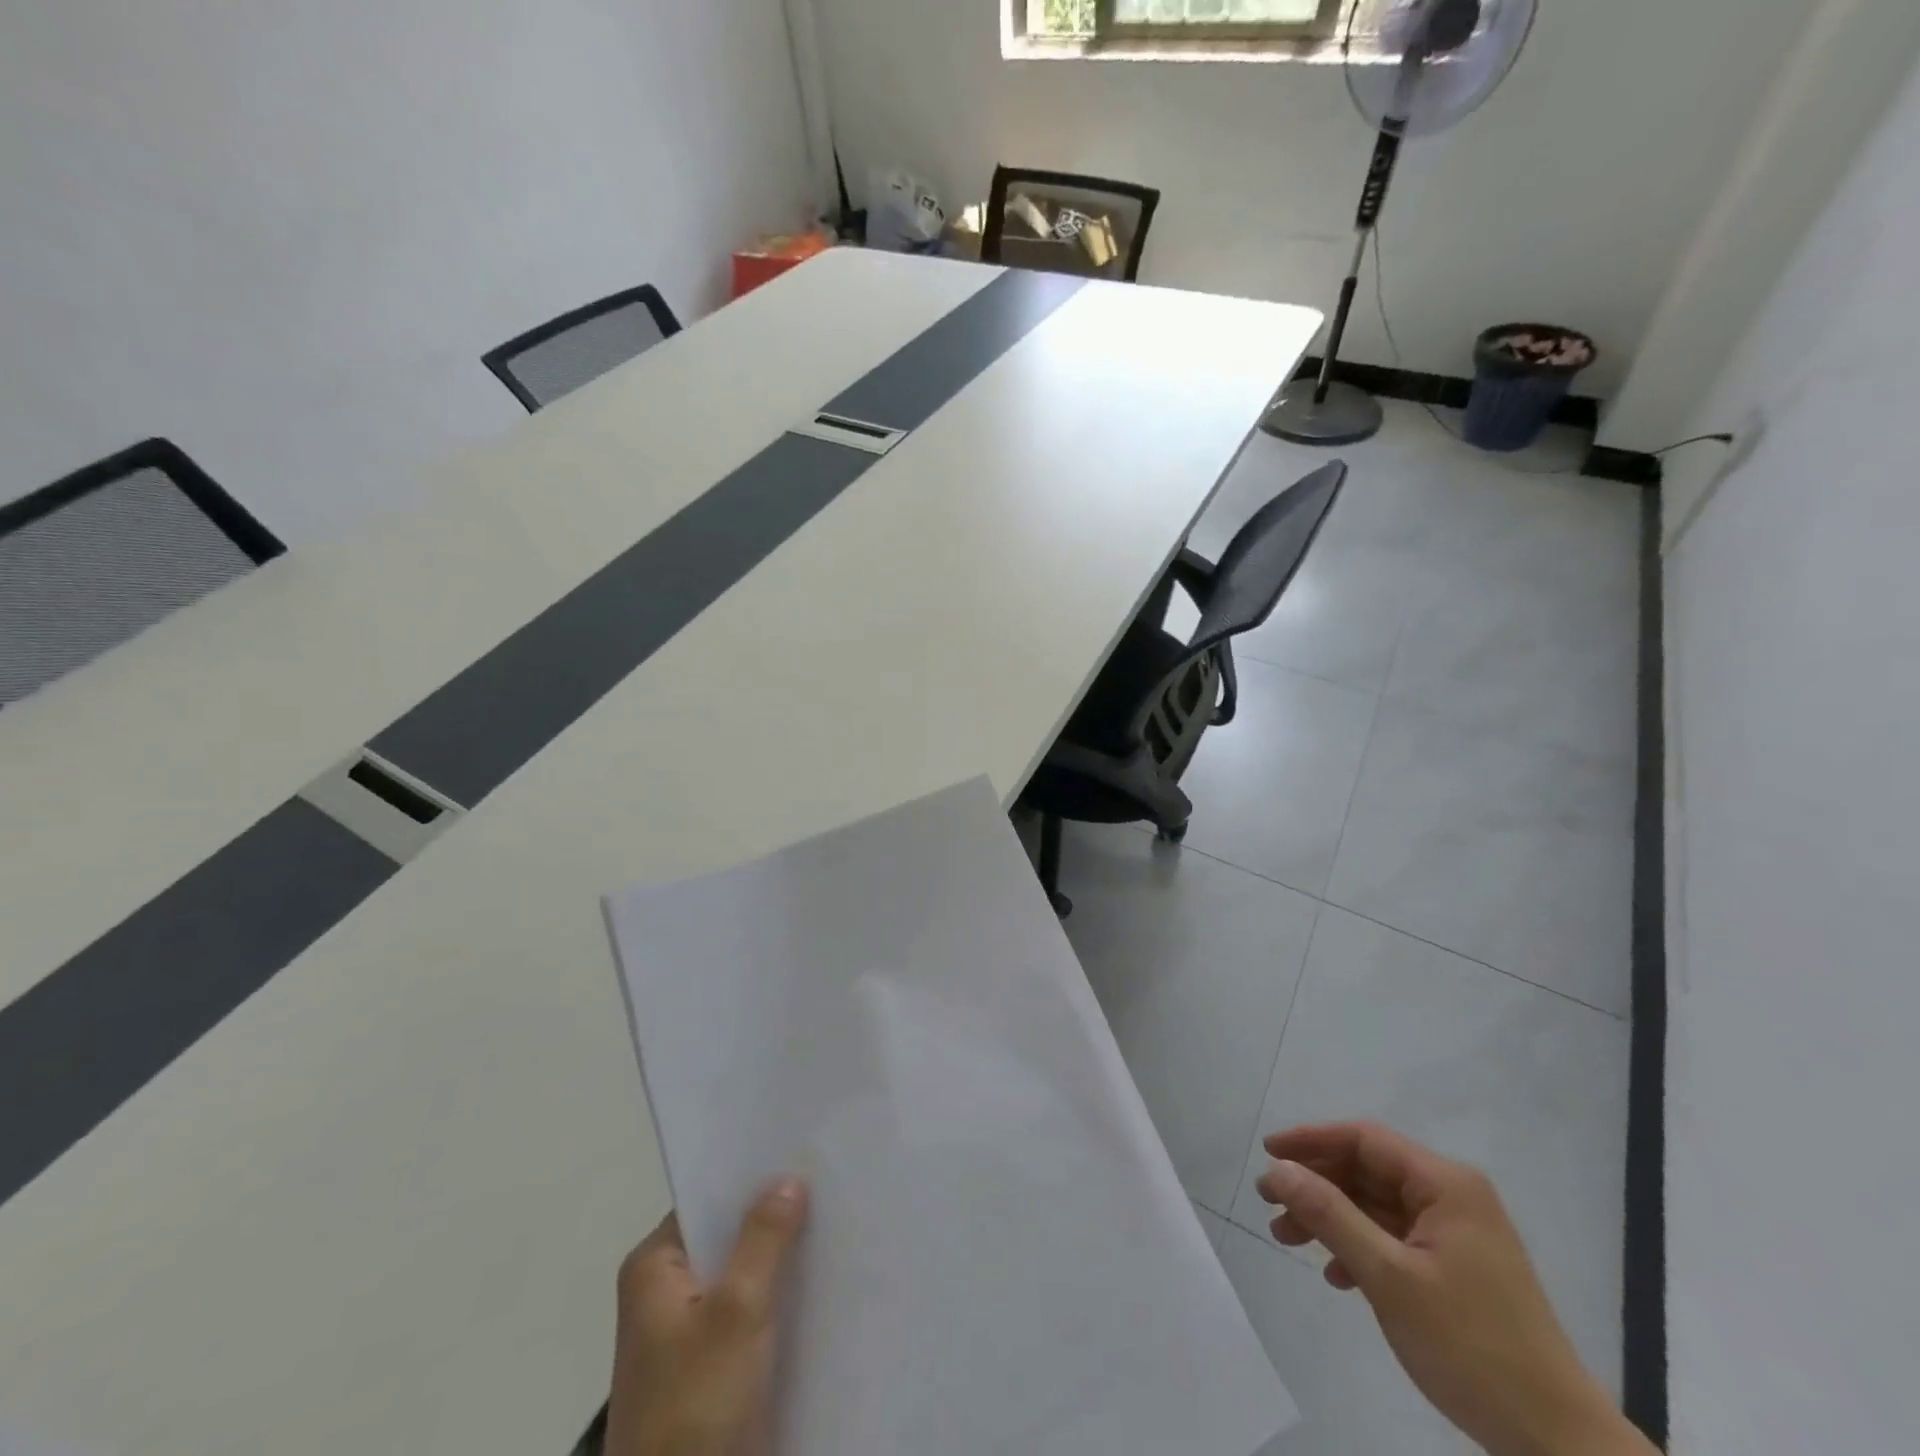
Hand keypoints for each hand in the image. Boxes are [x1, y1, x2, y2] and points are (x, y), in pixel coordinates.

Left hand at [605, 1178, 809, 1455]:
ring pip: (743, 1274)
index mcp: (653, 1268)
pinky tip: (821, 1278)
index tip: (799, 1152)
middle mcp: (664, 1291)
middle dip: (773, 1216)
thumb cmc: (696, 1406)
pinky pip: (749, 1312)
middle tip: (827, 1181)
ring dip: (781, 1259)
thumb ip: (764, 1238)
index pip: (708, 1200)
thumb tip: (787, 1177)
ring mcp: (687, 1332)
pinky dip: (779, 1297)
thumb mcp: (737, 1311)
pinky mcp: (711, 1367)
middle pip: (727, 1236)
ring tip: (835, 1219)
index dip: (752, 1178)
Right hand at [1258, 1124, 1653, 1455]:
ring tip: (1287, 1239)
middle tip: (1270, 1203)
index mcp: (1445, 1185)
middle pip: (1366, 1171)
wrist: (1557, 1443)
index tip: (1267, 1153)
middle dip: (1315, 1185)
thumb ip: (1329, 1215)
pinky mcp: (1455, 1268)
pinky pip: (1393, 1238)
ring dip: (1330, 1219)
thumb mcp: (1389, 1277)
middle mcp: (1451, 1197)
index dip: (1311, 1140)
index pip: (1364, 1139)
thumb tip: (1276, 1168)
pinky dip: (1358, 1248)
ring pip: (1375, 1206)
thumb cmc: (1472, 1346)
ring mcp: (1455, 1234)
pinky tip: (1336, 1276)